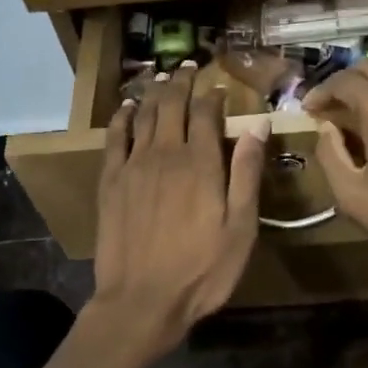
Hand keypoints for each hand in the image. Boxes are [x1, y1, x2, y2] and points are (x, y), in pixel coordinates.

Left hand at [94, 64, 269, 356]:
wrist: (142, 300)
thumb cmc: (202, 271)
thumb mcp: (240, 228)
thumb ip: (246, 173)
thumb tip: (257, 124)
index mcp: (201, 163)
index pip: (205, 113)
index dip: (212, 95)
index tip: (217, 86)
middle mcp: (165, 154)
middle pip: (172, 105)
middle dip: (181, 82)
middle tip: (188, 67)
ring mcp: (133, 166)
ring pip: (144, 115)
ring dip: (154, 92)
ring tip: (161, 76)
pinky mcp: (110, 182)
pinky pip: (114, 138)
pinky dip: (122, 117)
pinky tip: (127, 108)